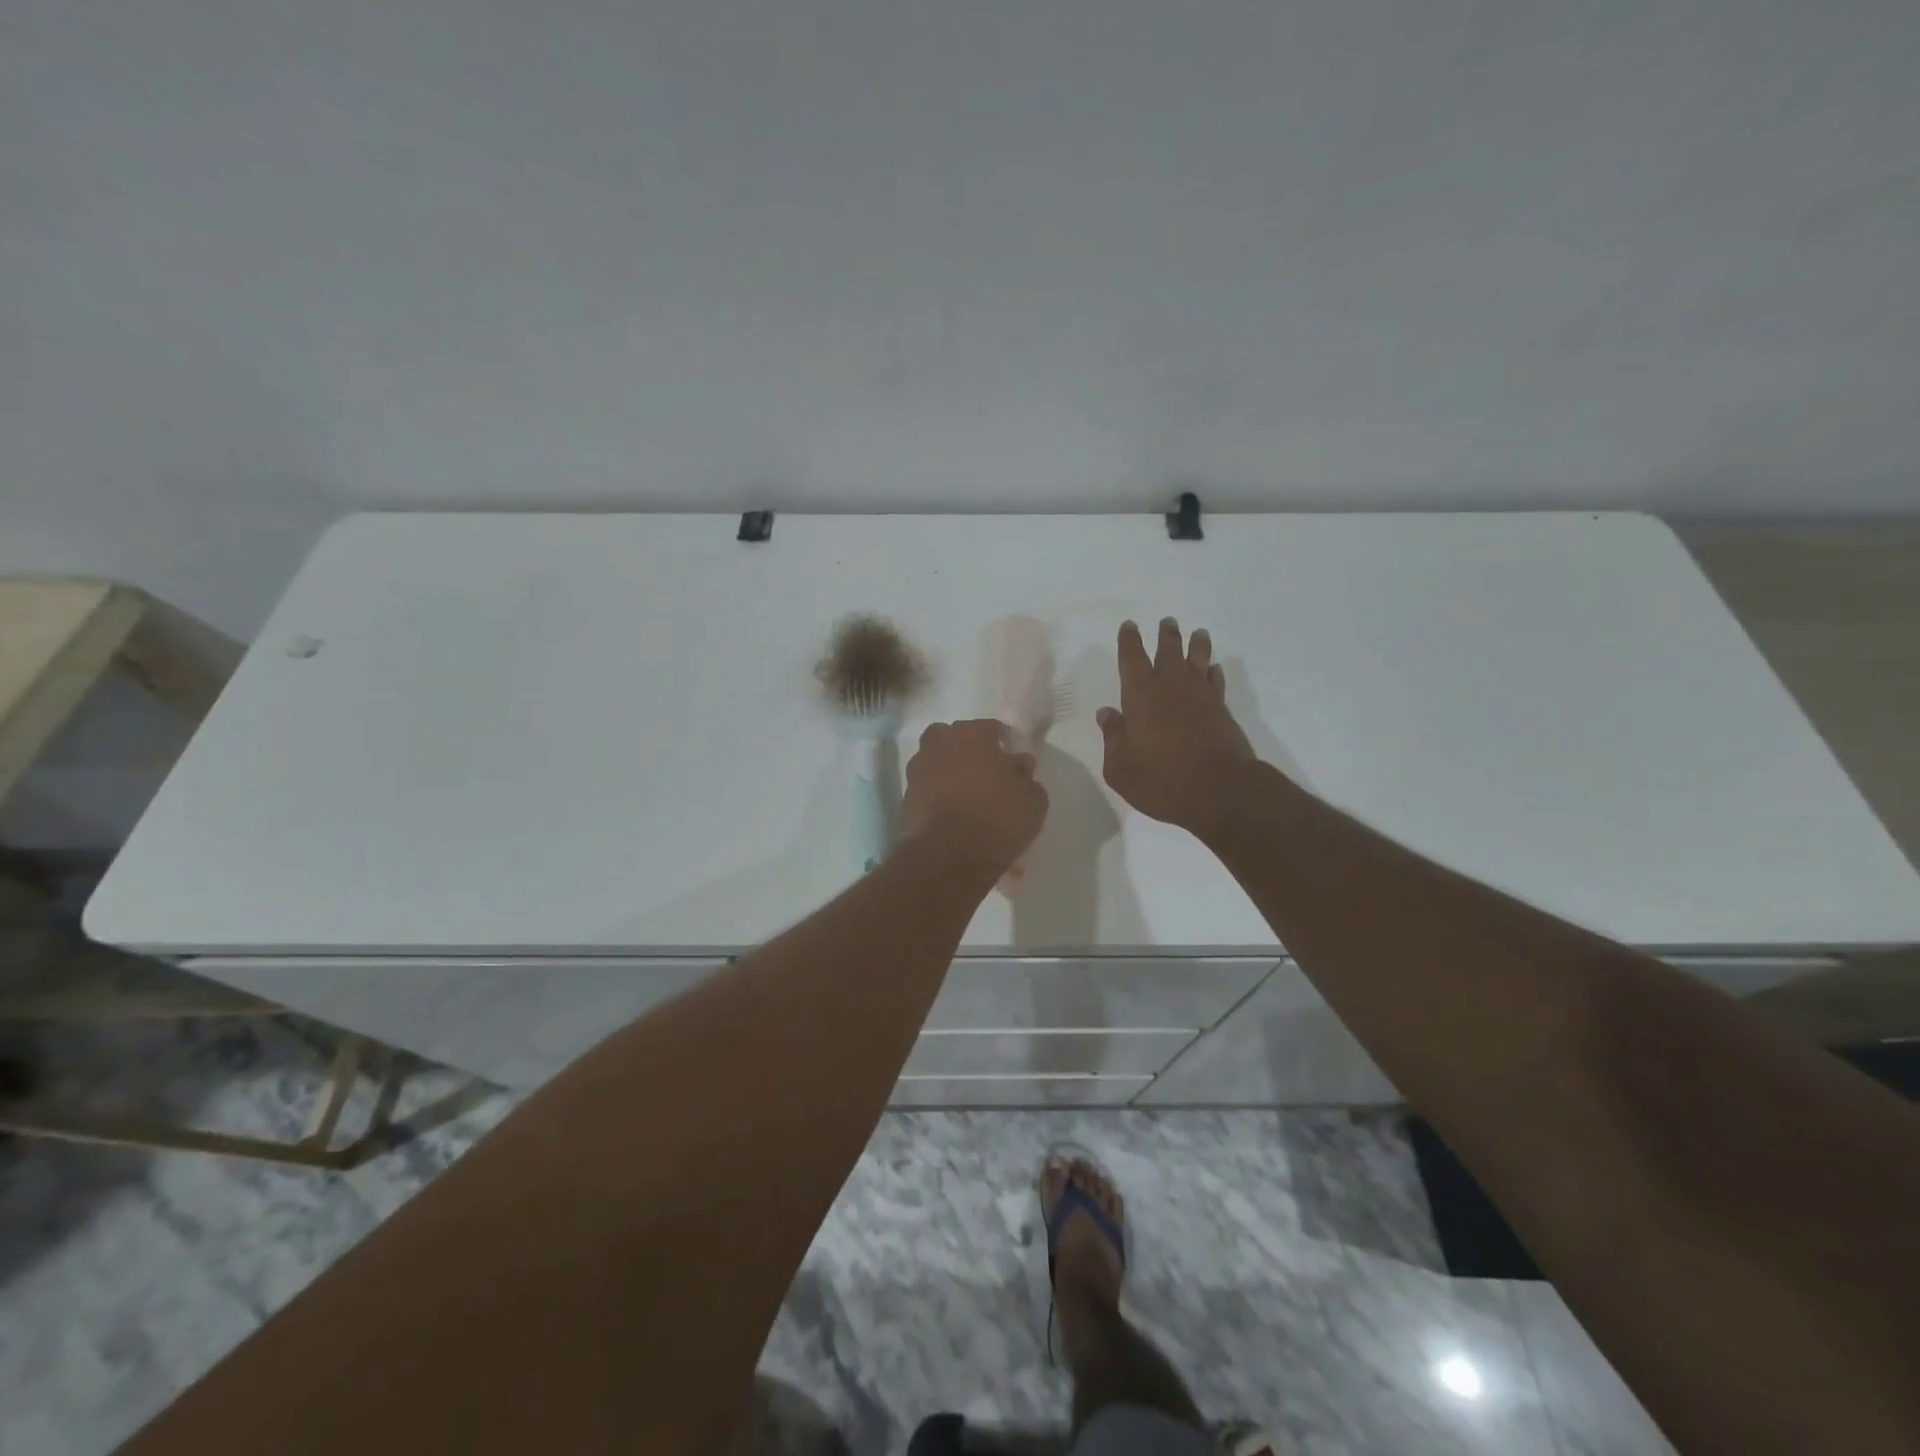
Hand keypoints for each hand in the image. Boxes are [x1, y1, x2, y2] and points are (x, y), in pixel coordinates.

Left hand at [900, 719, 1048, 873]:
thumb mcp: (1032, 799)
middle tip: (986, 775)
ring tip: (966, 797)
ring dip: (949, 773)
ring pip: (936, 762)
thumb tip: (1018, 765)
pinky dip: (936, 796)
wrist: (951, 853)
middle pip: (956, 739)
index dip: (1004, 744)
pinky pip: (927, 789)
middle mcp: (941, 743)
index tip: (1013, 763)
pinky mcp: (906, 797)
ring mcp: (918, 770)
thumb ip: (1025, 775)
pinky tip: (951, 814)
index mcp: (973, 733)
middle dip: (969, 751)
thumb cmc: (999, 817)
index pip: (992, 728)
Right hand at [1097, 619, 1255, 836]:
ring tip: (1198, 633)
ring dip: (1196, 645)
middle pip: (1169, 651)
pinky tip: (1214, 669)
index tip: (1130, 625)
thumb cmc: (1160, 780)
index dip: (1129, 641)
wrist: (1218, 790)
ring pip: (1198, 660)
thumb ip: (1112, 738)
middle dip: (1166, 635)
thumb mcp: (1120, 767)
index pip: (1132, 658)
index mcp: (1140, 696)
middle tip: (1167, 621)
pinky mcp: (1222, 710)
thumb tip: (1107, 714)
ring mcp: (1200, 696)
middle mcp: (1171, 687)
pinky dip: (1214, 672)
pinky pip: (1216, 682)